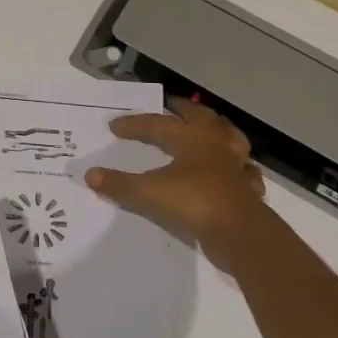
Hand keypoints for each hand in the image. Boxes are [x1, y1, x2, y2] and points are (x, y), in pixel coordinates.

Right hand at [87, 97, 268, 255]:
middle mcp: (216, 143)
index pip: (157, 124)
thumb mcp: (150, 193)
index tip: (114, 127)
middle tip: (170, 104)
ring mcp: (236, 164)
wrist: (242, 233)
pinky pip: (243, 169)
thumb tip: (90, 175)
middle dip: (183, 109)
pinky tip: (232, 170)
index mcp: (191, 137)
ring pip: (228, 136)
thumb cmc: (195, 203)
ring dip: (216, 129)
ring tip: (206, 127)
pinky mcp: (247, 186)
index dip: (134, 124)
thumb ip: (120, 184)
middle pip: (200, 117)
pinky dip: (236, 165)